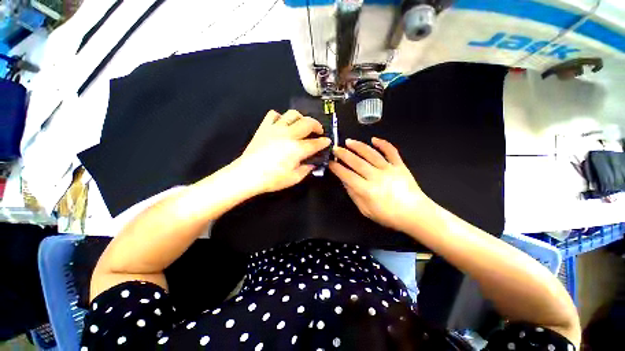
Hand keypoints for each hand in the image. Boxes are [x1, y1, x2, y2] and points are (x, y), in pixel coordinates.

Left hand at [235, 110, 330, 194]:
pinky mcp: (264, 127)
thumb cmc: (272, 179)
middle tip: (318, 131)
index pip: (315, 143)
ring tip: (302, 125)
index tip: (327, 141)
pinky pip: (274, 115)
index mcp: (297, 149)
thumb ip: (306, 169)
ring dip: (301, 118)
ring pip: (292, 114)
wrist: (247, 174)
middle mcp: (289, 135)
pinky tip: (282, 124)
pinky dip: (281, 117)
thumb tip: (312, 163)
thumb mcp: (294, 178)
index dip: (324, 142)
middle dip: (317, 125)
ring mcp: (276, 129)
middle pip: (307, 123)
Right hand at [329, 137, 431, 231]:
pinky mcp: (400, 165)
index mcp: (367, 190)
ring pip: (371, 154)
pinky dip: (383, 144)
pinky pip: (391, 152)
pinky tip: (374, 139)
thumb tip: (344, 181)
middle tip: (335, 148)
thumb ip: (354, 195)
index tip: (330, 163)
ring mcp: (389, 169)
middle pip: (357, 162)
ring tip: (349, 141)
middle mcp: (376, 177)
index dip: (337, 168)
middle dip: (343, 154)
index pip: (347, 175)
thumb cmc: (389, 215)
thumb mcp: (366, 210)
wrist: (416, 214)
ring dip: (358, 146)